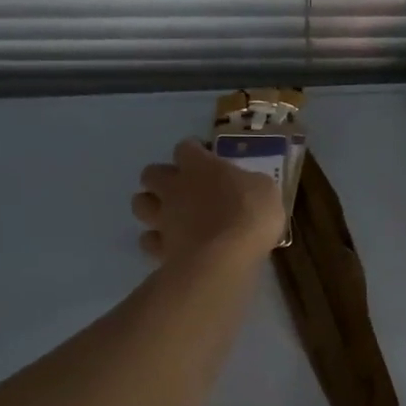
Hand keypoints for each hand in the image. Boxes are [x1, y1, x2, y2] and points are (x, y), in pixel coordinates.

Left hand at [133, 139, 284, 266]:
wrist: (225, 258)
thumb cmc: (249, 215)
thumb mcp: (266, 190)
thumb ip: (249, 184)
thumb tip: (246, 186)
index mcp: (199, 166)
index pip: (186, 148)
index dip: (194, 152)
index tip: (207, 160)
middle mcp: (174, 188)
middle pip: (151, 174)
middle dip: (162, 179)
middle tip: (183, 191)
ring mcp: (163, 218)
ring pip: (140, 204)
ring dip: (151, 207)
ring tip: (170, 217)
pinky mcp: (159, 248)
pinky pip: (148, 240)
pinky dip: (156, 242)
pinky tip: (172, 247)